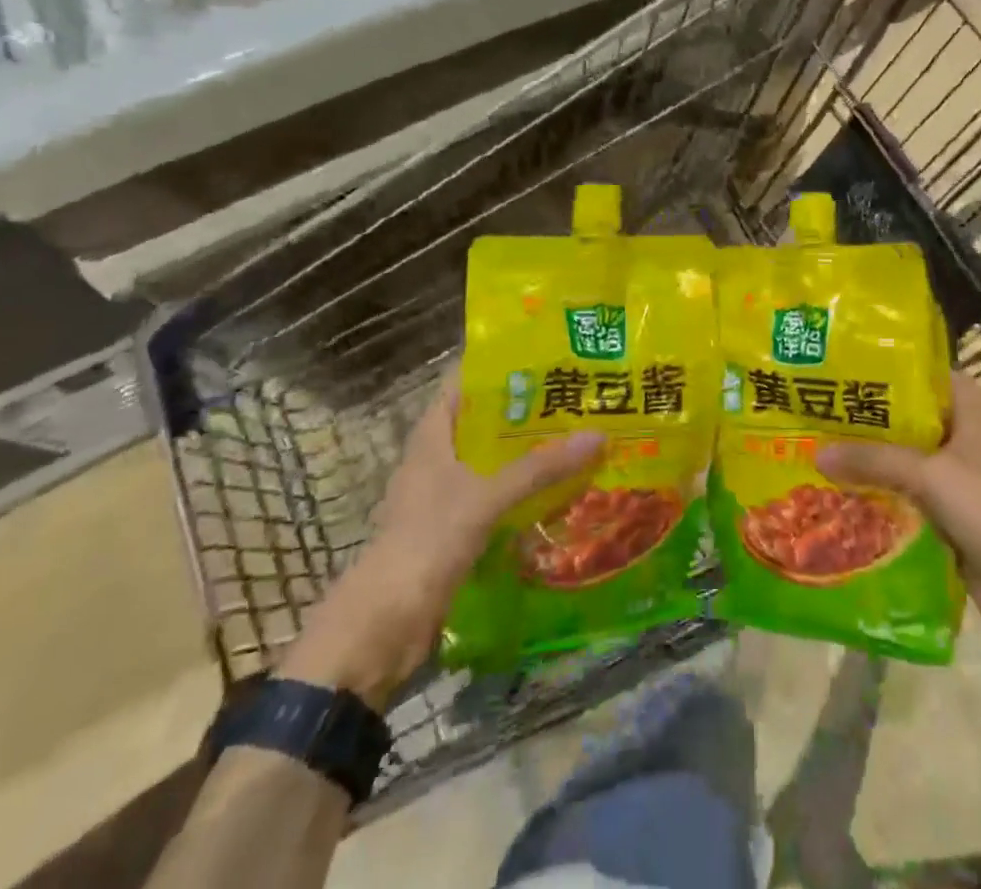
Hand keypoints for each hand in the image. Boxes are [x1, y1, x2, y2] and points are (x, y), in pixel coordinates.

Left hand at [280, 377, 603, 705]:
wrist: (382, 627)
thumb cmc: (426, 542)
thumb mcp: (485, 498)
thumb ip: (540, 467)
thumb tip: (598, 435)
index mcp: (431, 436)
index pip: (463, 382)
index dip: (499, 365)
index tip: (544, 353)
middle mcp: (438, 457)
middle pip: (485, 420)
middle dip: (527, 409)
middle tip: (577, 392)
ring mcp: (446, 494)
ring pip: (494, 459)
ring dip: (530, 451)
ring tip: (580, 433)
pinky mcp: (457, 528)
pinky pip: (498, 495)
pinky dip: (525, 488)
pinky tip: (562, 486)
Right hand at [818, 372, 980, 640]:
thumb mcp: (929, 476)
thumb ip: (873, 459)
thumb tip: (815, 452)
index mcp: (971, 404)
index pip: (917, 371)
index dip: (877, 370)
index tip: (833, 371)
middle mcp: (964, 428)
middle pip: (905, 414)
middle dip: (864, 418)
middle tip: (814, 411)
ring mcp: (958, 468)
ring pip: (903, 452)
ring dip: (868, 456)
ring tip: (815, 447)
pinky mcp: (950, 504)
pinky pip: (906, 486)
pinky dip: (880, 487)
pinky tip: (840, 488)